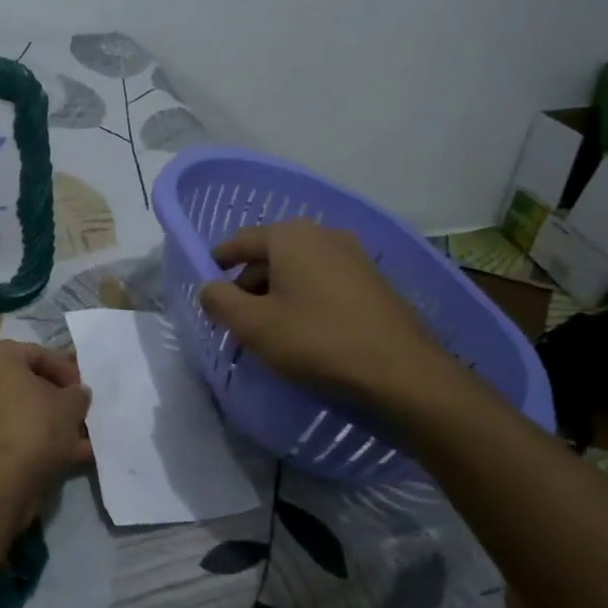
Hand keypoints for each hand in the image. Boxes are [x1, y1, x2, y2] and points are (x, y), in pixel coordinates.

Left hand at [0, 342, 92, 525]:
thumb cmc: (34, 428)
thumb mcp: (70, 405)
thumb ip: (78, 394)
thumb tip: (77, 394)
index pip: (39, 353)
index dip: (68, 370)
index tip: (84, 390)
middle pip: (29, 384)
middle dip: (59, 400)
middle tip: (82, 413)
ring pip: (23, 412)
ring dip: (53, 423)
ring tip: (83, 439)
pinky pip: (15, 435)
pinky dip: (39, 442)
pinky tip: (70, 457)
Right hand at [197, 222, 457, 409]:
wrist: (402, 373)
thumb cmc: (317, 340)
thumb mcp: (254, 325)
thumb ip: (220, 301)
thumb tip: (209, 288)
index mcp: (291, 235)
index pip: (241, 241)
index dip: (218, 261)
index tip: (206, 282)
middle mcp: (323, 235)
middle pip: (271, 255)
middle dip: (249, 284)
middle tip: (236, 318)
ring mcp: (354, 257)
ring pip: (300, 270)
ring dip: (277, 294)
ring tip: (269, 330)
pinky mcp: (374, 282)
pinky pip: (325, 283)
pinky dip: (305, 300)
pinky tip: (304, 332)